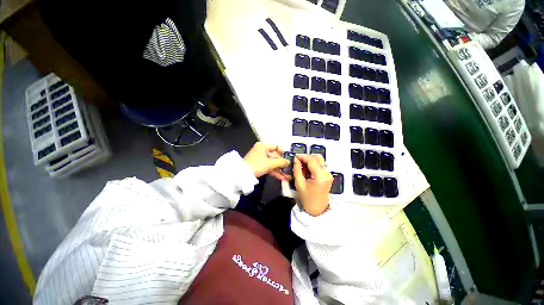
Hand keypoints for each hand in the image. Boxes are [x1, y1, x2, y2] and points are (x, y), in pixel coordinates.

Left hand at [244, 142, 290, 179]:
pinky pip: (268, 167)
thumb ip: (281, 162)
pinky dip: (274, 171)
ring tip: (287, 175)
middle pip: (275, 156)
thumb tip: (289, 162)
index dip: (283, 152)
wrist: (242, 175)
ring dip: (279, 169)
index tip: (288, 158)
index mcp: (263, 146)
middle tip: (289, 168)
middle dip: (282, 163)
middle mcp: (262, 150)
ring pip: (272, 162)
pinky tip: (281, 177)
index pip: (276, 146)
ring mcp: (260, 158)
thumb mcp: (270, 163)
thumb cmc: (257, 165)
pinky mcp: (259, 165)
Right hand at [293, 154, 332, 215]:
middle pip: (318, 157)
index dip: (303, 156)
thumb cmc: (307, 198)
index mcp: (320, 176)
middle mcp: (327, 173)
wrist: (317, 209)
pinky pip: (321, 165)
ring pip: (320, 160)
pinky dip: (313, 164)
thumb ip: (297, 170)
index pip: (312, 160)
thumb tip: (296, 160)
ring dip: (310, 160)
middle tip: (298, 160)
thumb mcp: (299, 184)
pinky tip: (306, 169)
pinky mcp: (328, 175)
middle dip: (307, 157)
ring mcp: (329, 174)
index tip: (295, 156)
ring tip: (301, 165)